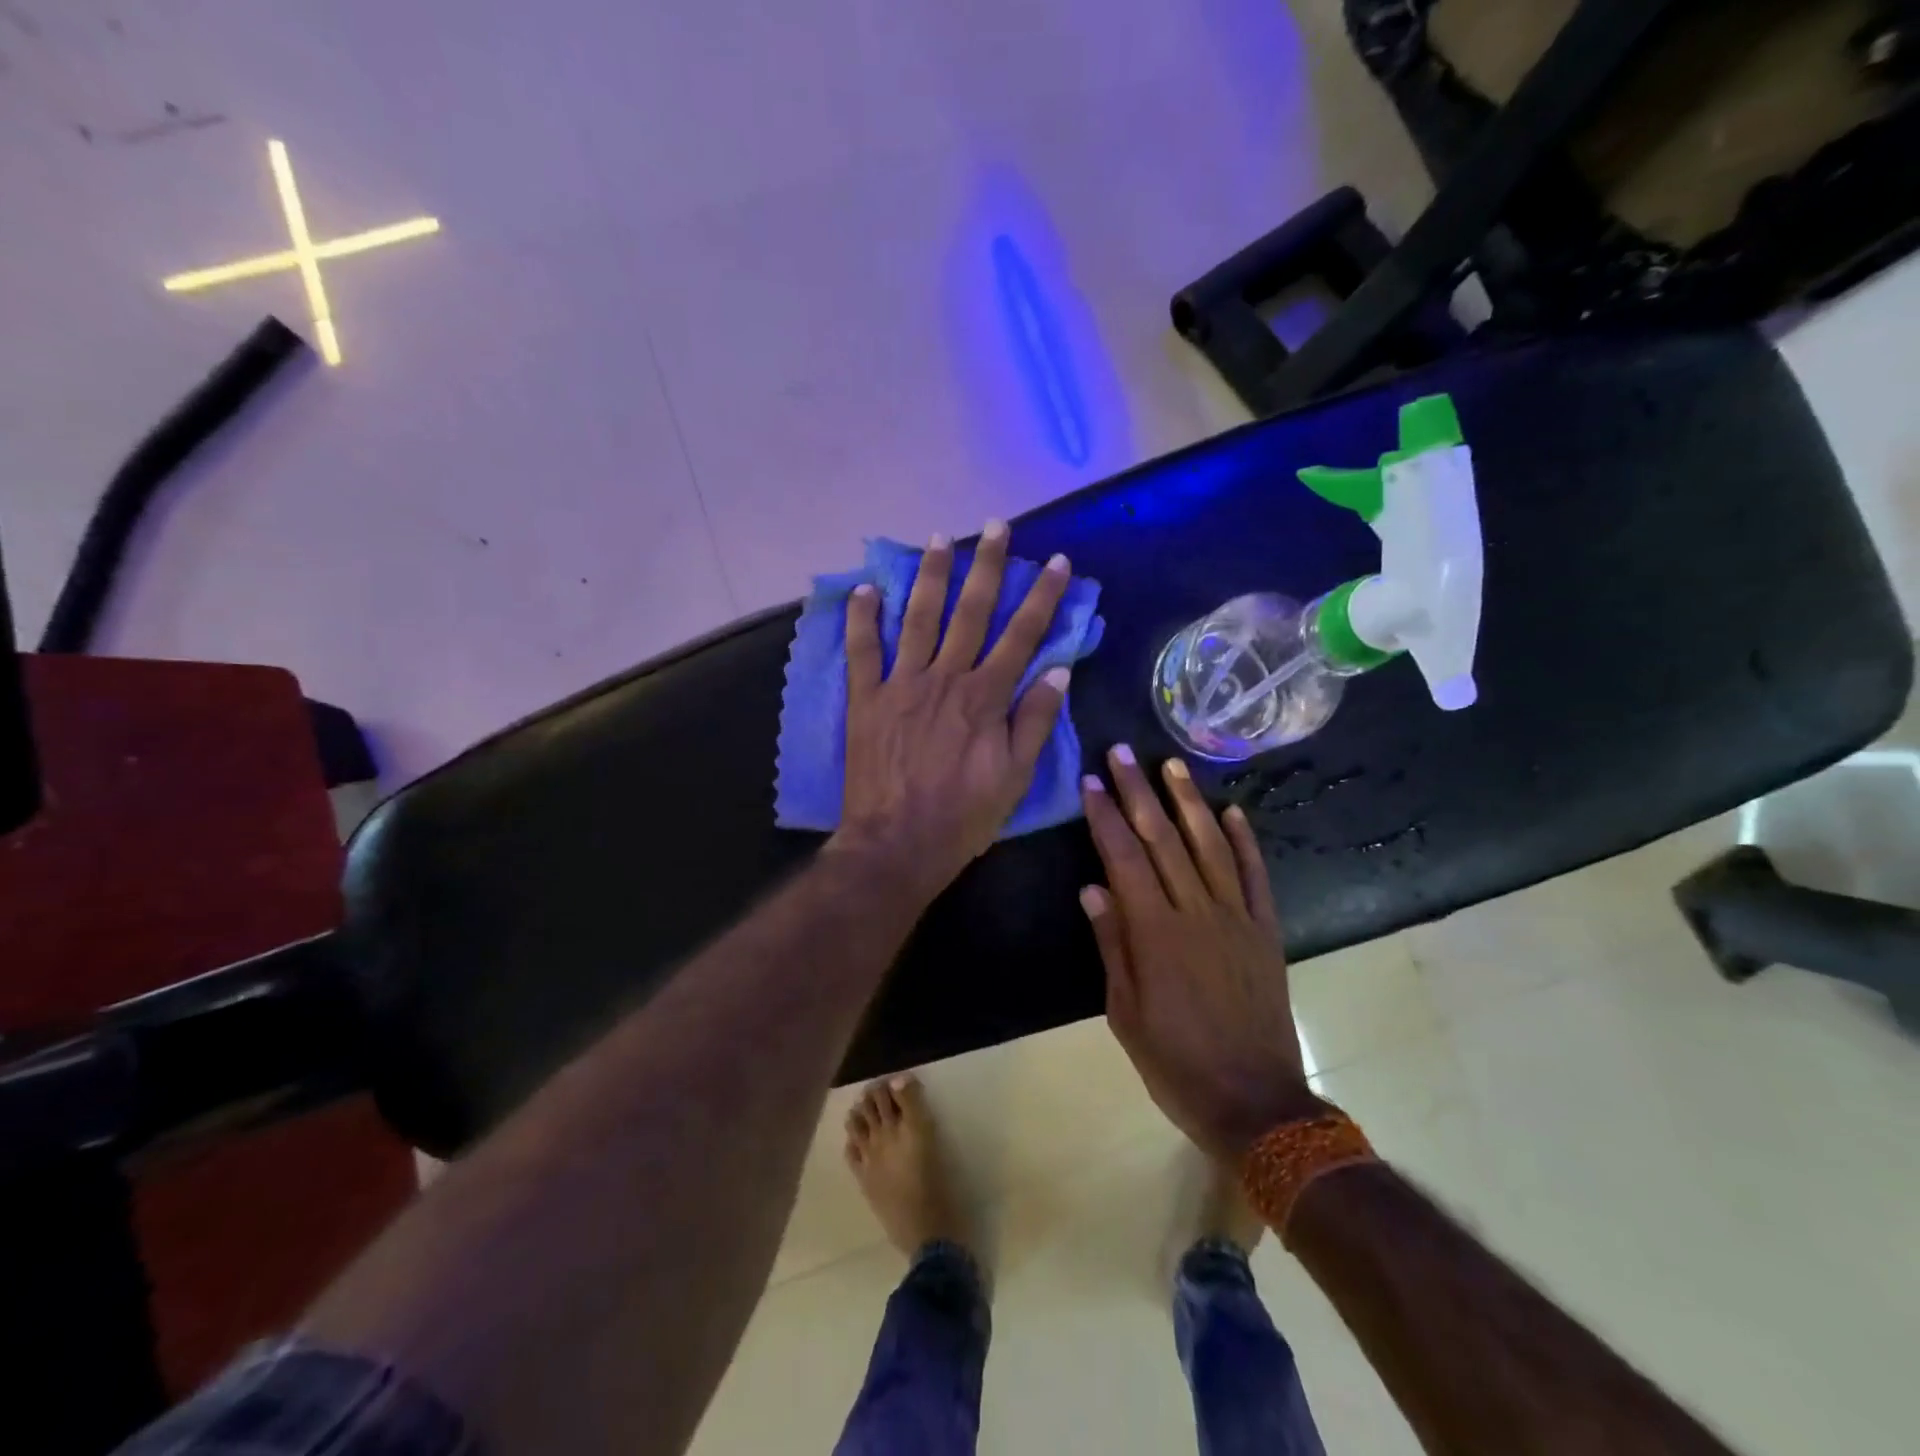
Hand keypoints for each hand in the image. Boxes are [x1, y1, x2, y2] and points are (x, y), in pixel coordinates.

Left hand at [830, 521, 1072, 904]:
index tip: (1057, 562)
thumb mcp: (1015, 776)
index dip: (1042, 598)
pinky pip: (862, 651)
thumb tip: (1058, 670)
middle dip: (988, 567)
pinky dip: (862, 619)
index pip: (1022, 636)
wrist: (897, 844)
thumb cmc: (963, 816)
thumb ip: (1034, 720)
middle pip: (971, 613)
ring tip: (940, 538)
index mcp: (985, 698)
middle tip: (997, 527)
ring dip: (931, 576)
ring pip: (918, 619)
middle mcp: (945, 679)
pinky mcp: (866, 700)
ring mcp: (901, 685)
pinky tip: (865, 588)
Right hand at [1080, 746, 1317, 1161]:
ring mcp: (1237, 918)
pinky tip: (1233, 811)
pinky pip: (1256, 876)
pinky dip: (1245, 841)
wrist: (1255, 1102)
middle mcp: (1196, 912)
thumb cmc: (1175, 1062)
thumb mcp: (1125, 1012)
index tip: (1091, 782)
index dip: (1106, 817)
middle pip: (1164, 839)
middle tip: (1123, 752)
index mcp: (1155, 933)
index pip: (1125, 858)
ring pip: (1210, 846)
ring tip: (1171, 764)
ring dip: (1189, 802)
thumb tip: (1092, 887)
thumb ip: (1111, 944)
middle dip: (1139, 792)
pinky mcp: (1266, 931)